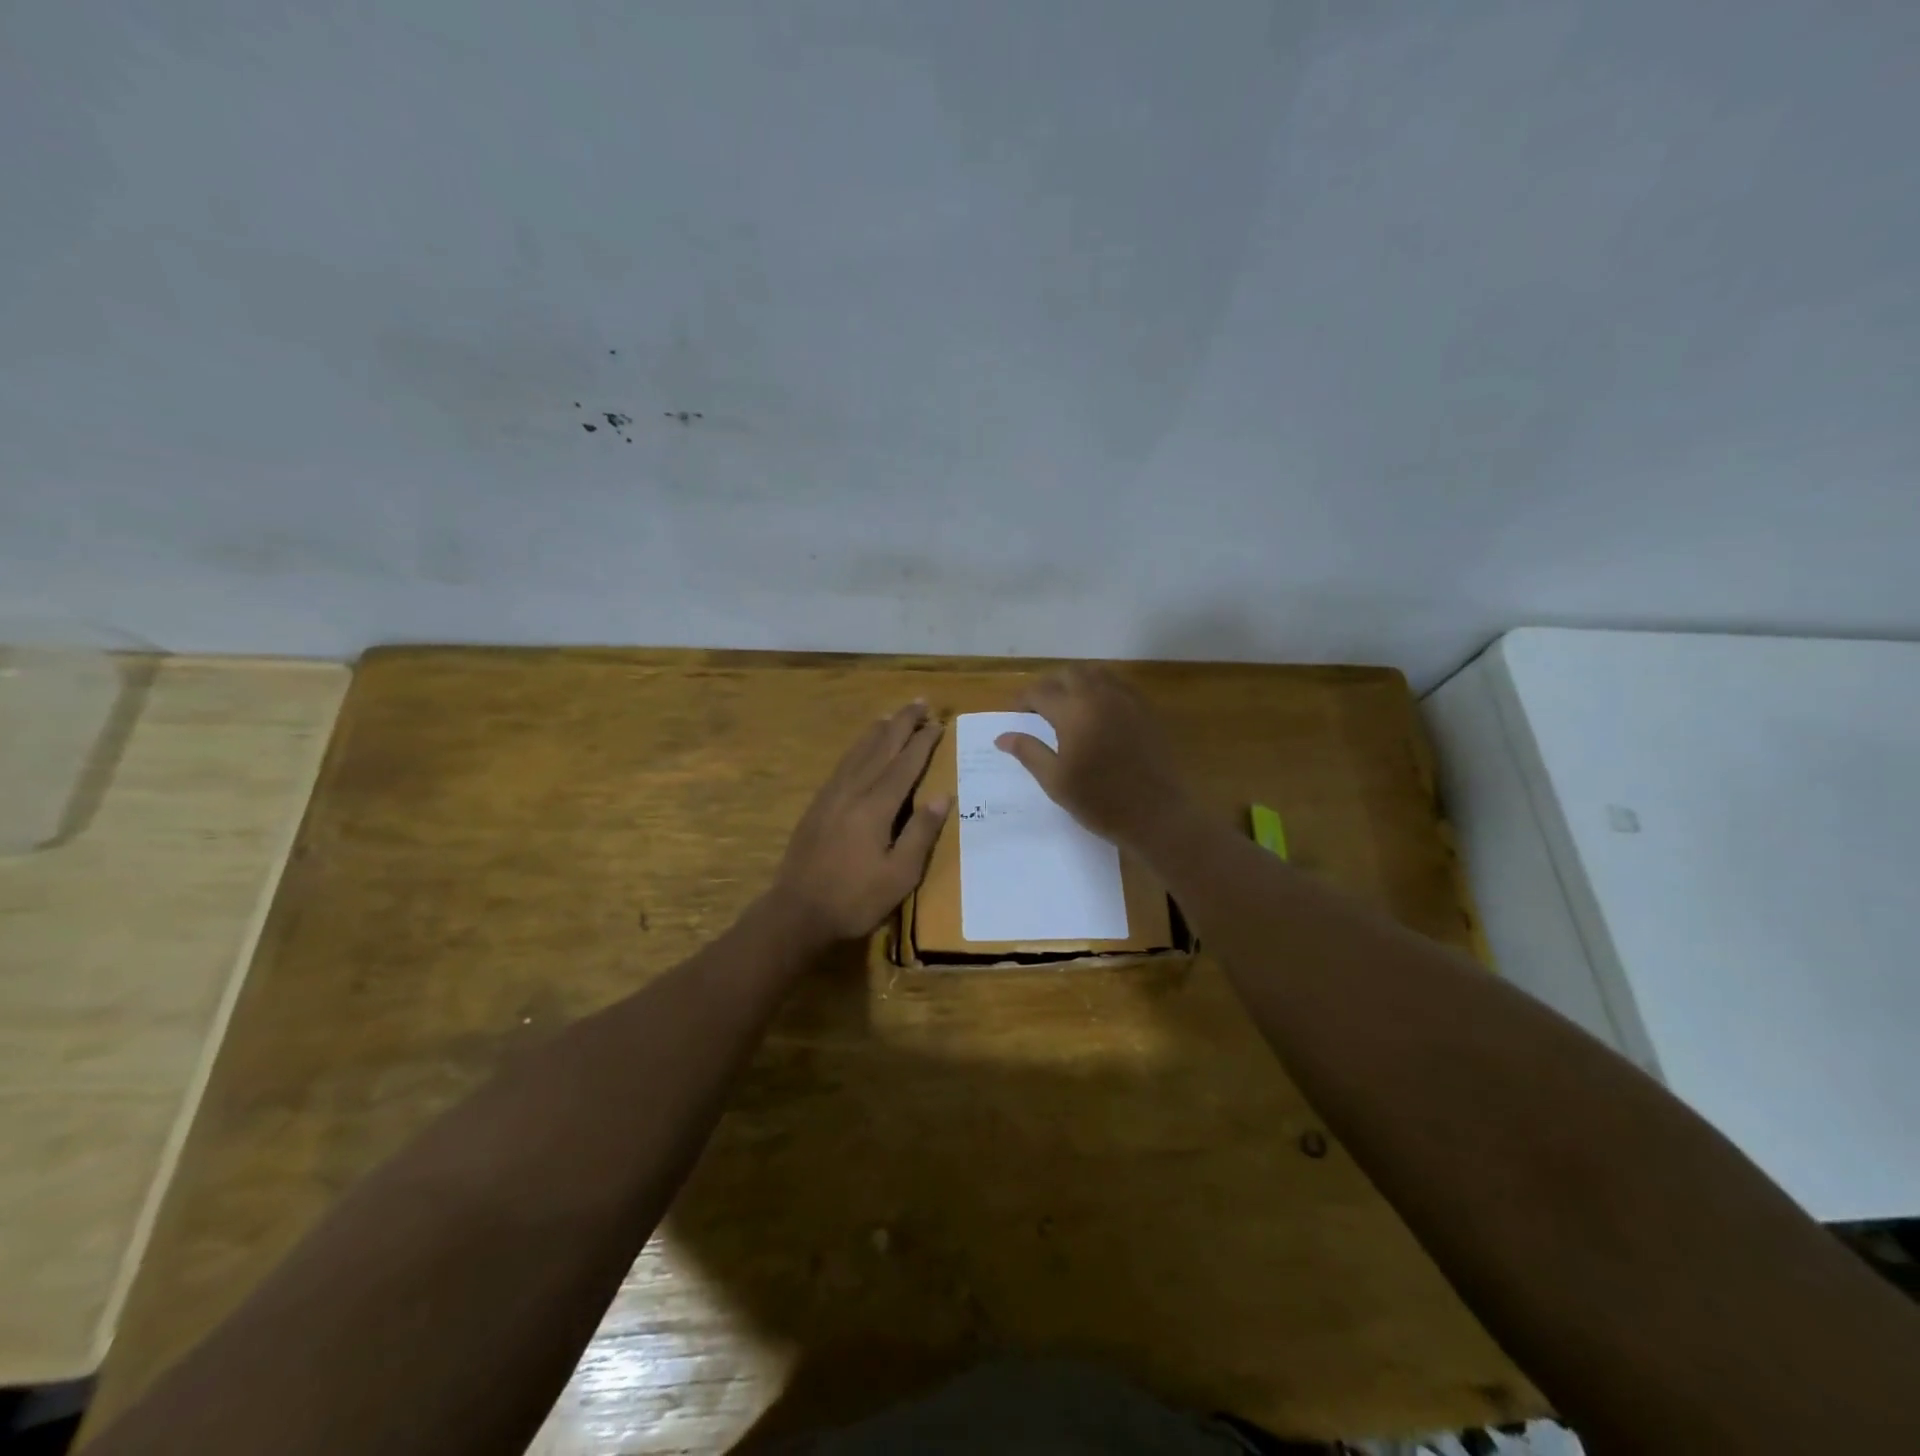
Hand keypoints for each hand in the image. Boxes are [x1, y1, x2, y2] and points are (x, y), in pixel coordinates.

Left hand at [771, 701, 950, 942]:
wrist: (797, 911)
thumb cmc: (855, 898)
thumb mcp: (899, 875)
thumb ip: (921, 833)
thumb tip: (944, 795)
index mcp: (875, 807)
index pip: (905, 764)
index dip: (923, 742)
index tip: (938, 722)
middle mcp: (852, 791)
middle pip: (880, 748)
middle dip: (901, 724)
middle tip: (919, 702)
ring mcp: (831, 796)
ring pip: (858, 752)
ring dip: (878, 731)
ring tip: (892, 715)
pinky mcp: (817, 805)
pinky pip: (842, 765)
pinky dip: (857, 749)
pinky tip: (860, 749)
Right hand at [994, 666, 1196, 851]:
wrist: (1156, 814)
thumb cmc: (1100, 801)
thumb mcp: (1055, 781)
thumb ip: (1028, 752)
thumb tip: (1002, 737)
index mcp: (1073, 712)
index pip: (1040, 692)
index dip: (1023, 700)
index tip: (1015, 713)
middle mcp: (1099, 696)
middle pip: (1068, 674)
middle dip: (1049, 685)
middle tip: (1039, 708)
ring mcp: (1127, 700)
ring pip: (1096, 674)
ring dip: (1076, 682)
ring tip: (1068, 705)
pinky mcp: (1146, 710)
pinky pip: (1119, 685)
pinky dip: (1101, 689)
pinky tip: (1098, 712)